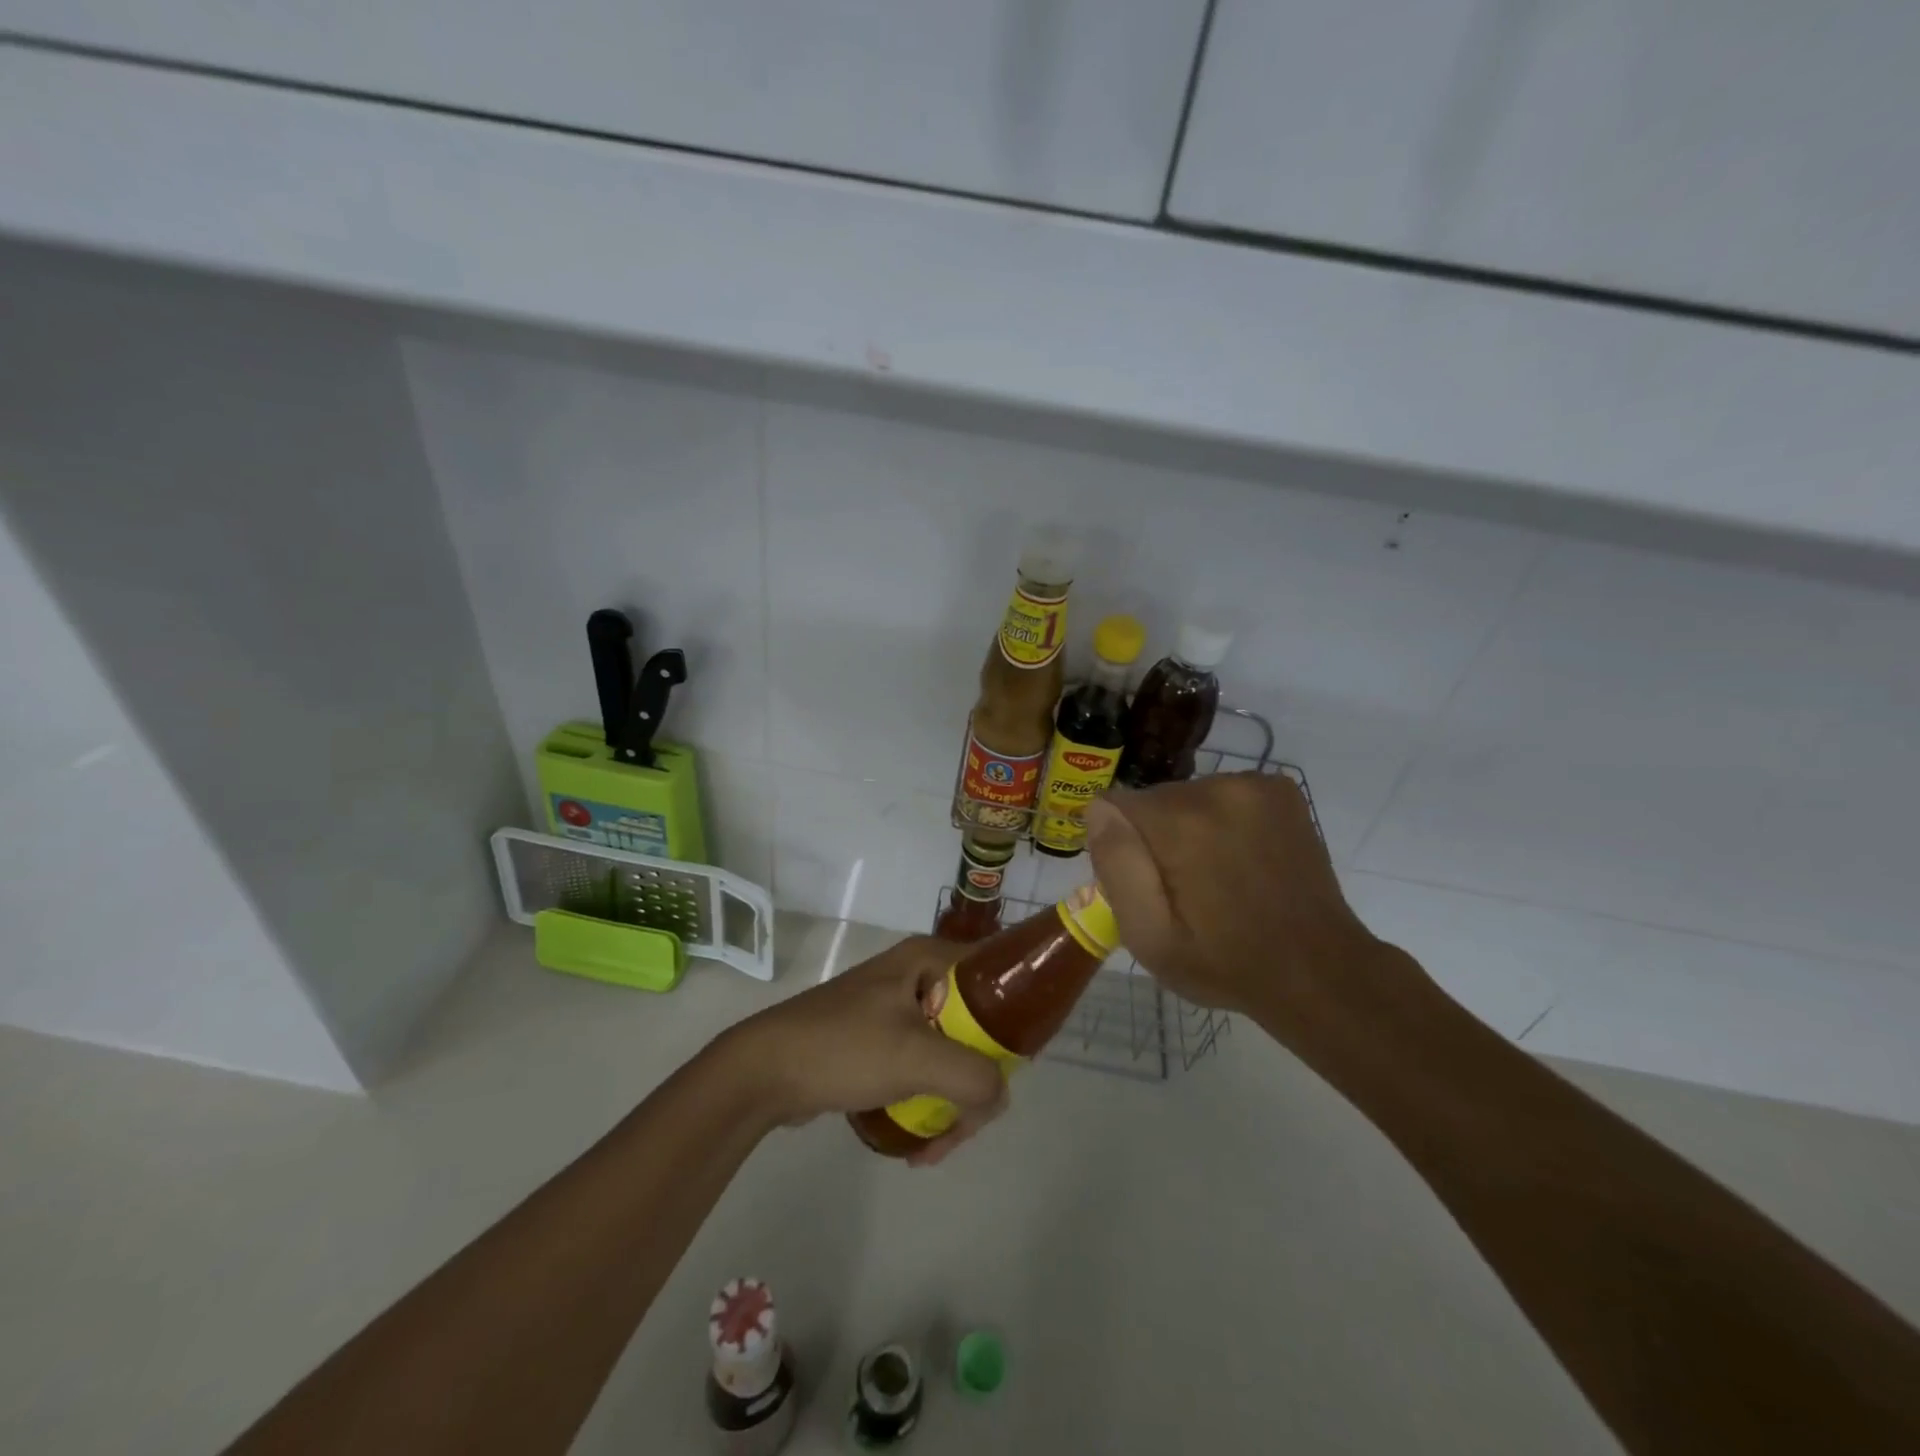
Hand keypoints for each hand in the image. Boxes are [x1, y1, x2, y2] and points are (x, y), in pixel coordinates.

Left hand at [715, 936, 1007, 1165]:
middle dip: (978, 1080)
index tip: (1015, 1068)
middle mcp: (918, 975)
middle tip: (969, 1123)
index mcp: (929, 959)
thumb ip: (973, 1076)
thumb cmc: (843, 1048)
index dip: (1015, 1020)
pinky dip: (928, 1101)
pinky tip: (919, 1144)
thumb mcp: (915, 1058)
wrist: (764, 1071)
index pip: (996, 977)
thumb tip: (1000, 1097)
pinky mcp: (879, 1038)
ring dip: (953, 1101)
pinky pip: (923, 1067)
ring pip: (951, 1052)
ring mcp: (896, 1008)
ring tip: (937, 1147)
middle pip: (977, 1025)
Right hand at [1084, 773, 1390, 1053]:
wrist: (1319, 970)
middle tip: (1183, 890)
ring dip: (1189, 827)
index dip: (1121, 847)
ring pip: (1187, 795)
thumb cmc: (1224, 963)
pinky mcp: (1280, 789)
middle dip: (1155, 837)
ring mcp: (1256, 784)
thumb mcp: (1150, 937)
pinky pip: (1223, 793)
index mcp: (1182, 824)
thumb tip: (1098, 809)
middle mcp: (1218, 788)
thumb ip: (1117, 867)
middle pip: (1154, 800)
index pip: (1115, 806)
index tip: (1147, 885)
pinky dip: (1223, 820)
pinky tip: (1243, 858)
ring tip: (1217, 877)